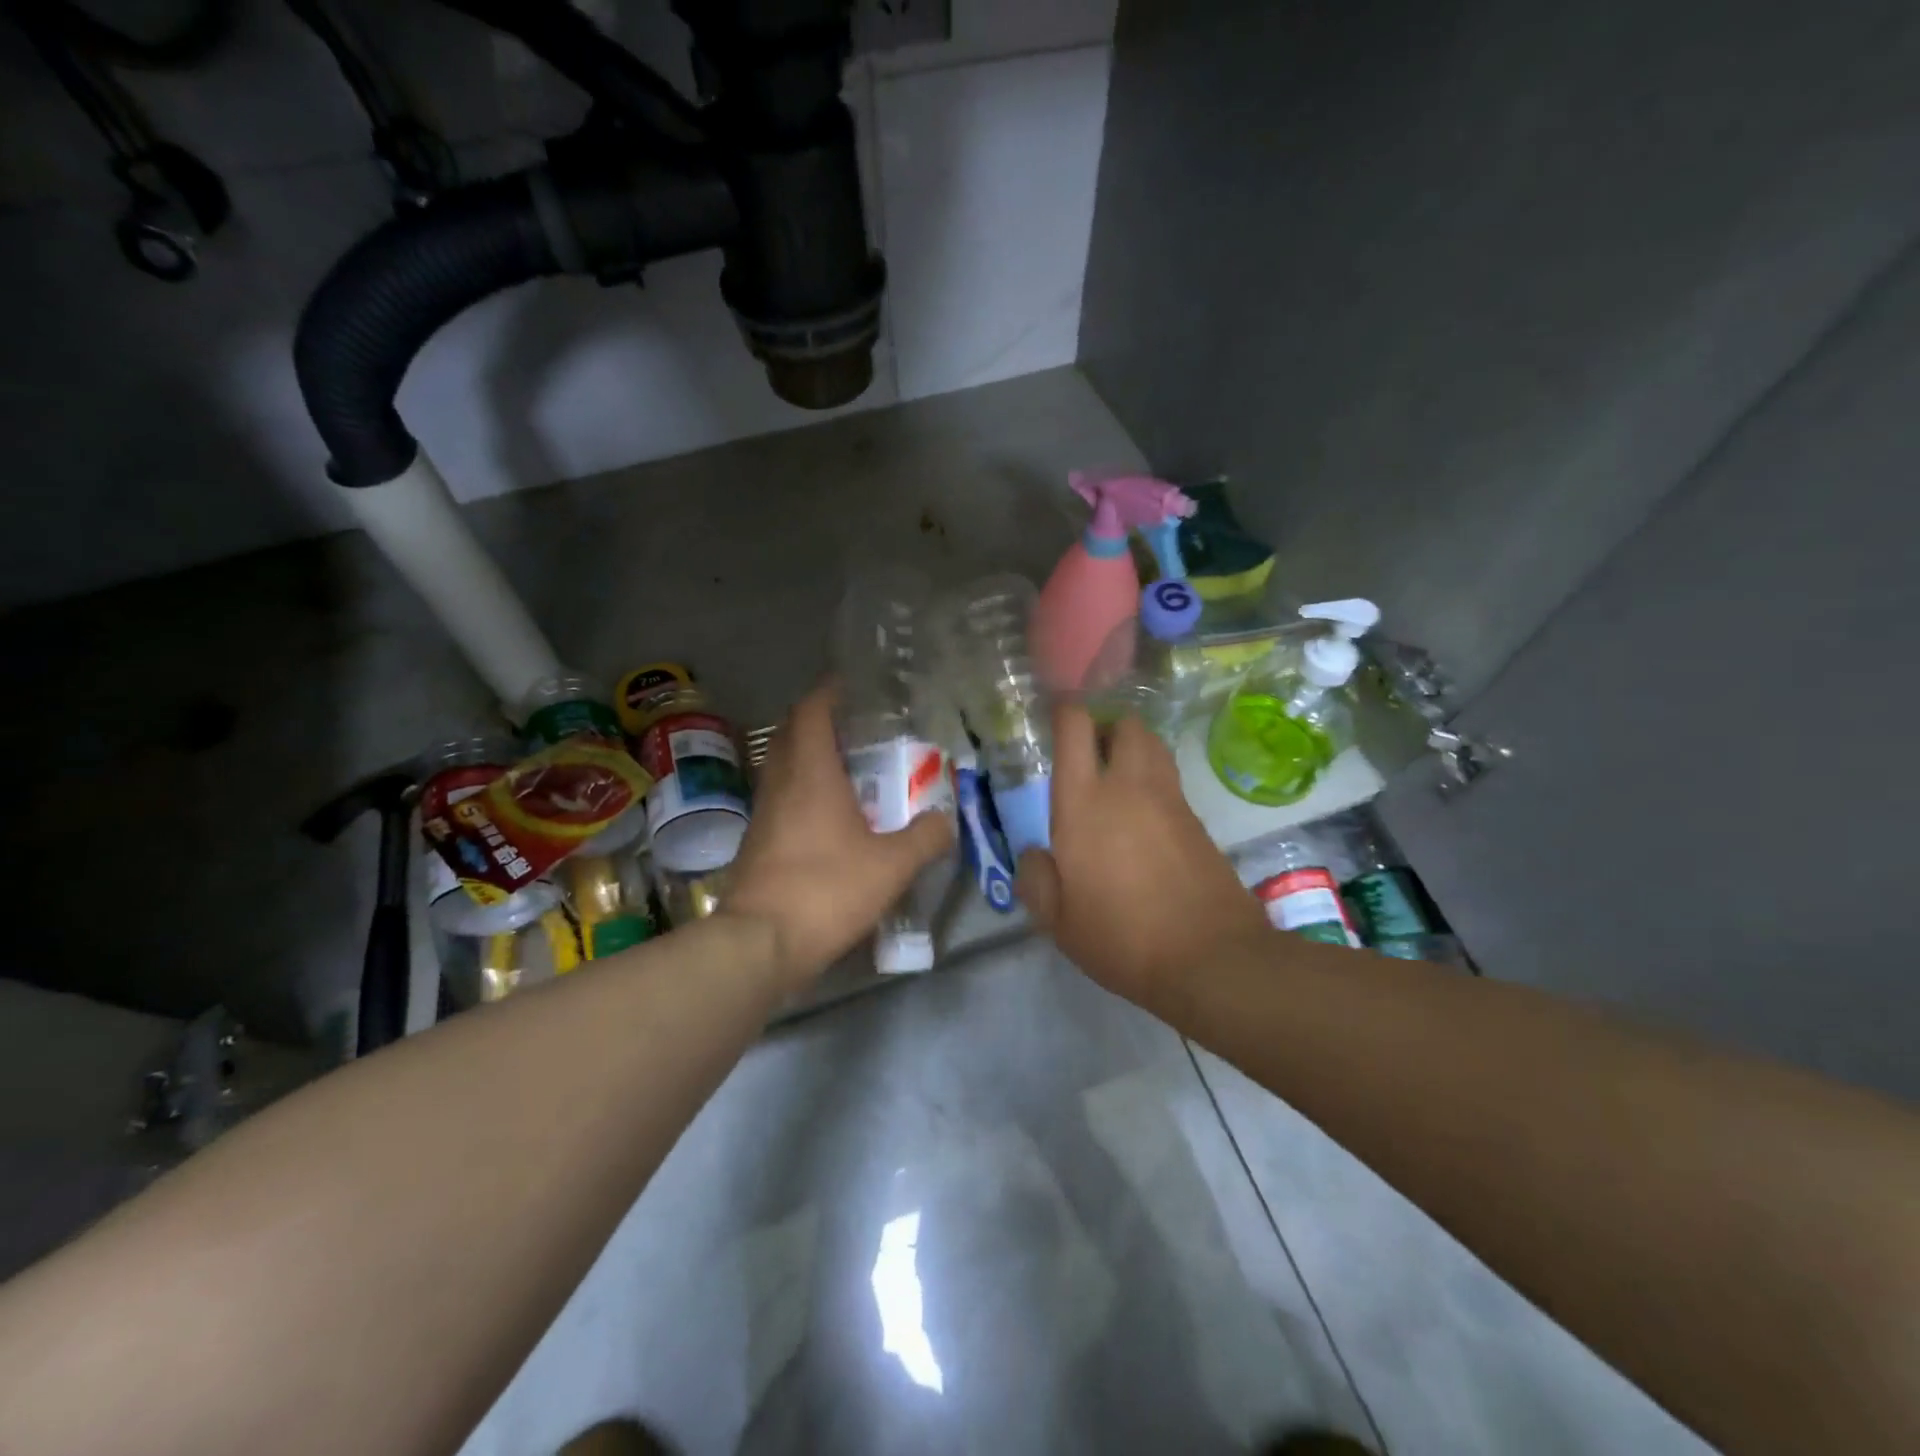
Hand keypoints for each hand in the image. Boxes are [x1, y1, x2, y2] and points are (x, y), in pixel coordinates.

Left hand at [725, 683, 953, 989]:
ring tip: (850, 768)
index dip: (830, 692)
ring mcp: (764, 812)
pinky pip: (781, 797)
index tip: (853, 686)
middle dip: (820, 721)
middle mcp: (781, 783)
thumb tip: (946, 820)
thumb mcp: (892, 865)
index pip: (812, 711)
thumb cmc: (827, 889)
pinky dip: (803, 790)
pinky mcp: (757, 841)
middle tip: (858, 727)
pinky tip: (830, 815)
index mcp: (810, 773)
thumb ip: (926, 838)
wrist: (760, 943)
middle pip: (792, 733)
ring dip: (811, 757)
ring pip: (784, 766)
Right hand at [1016, 706, 1269, 1005]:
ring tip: (1117, 783)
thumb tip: (1035, 854)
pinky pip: (1170, 780)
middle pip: (1124, 723)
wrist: (1210, 957)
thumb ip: (1036, 879)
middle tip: (1089, 758)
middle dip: (1106, 728)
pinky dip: (1154, 783)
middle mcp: (1128, 786)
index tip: (1053, 721)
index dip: (1064, 713)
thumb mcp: (1058, 921)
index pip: (1076, 727)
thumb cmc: (1121, 937)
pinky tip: (1144, 820)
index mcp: (1084, 801)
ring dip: (1134, 750)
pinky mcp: (1198, 820)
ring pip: (1153, 746)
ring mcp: (1169, 799)